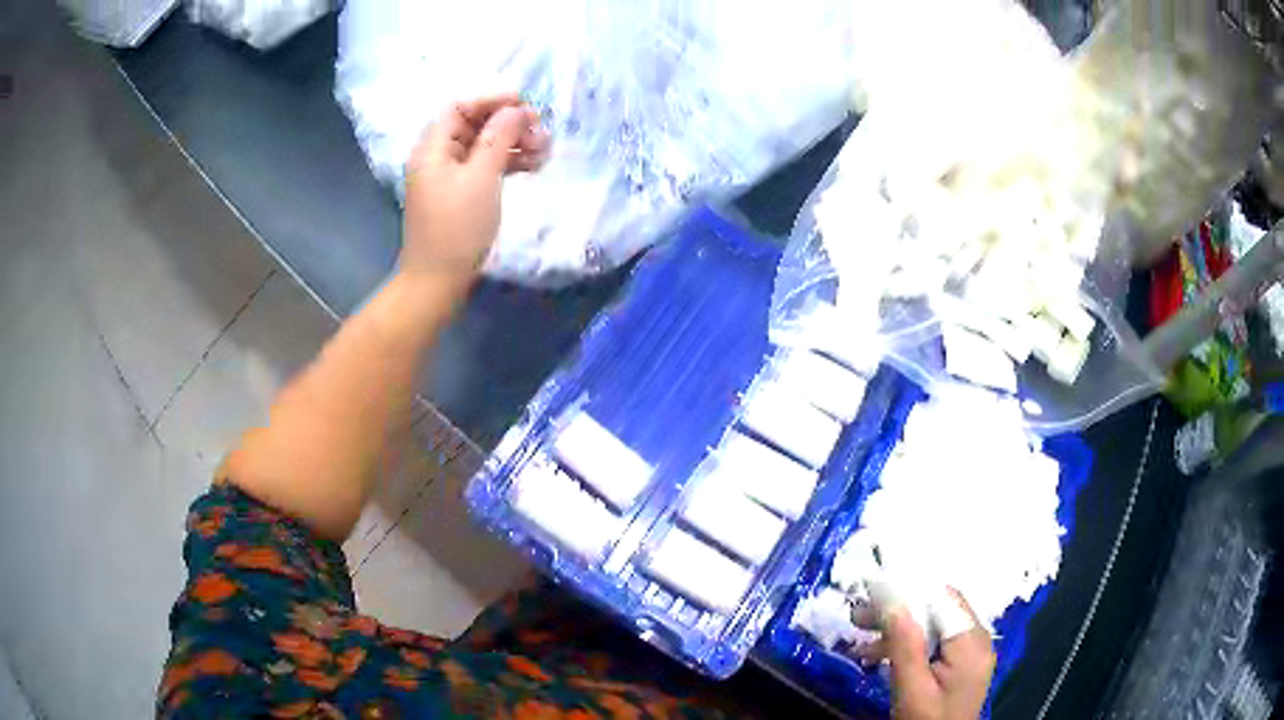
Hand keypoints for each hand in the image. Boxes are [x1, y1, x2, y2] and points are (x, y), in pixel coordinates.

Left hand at [399, 94, 549, 297]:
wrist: (437, 281)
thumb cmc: (457, 227)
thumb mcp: (481, 178)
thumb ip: (499, 138)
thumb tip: (515, 109)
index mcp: (433, 148)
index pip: (459, 108)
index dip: (491, 101)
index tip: (524, 105)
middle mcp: (437, 157)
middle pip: (473, 125)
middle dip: (508, 123)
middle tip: (540, 131)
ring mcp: (448, 177)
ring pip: (482, 147)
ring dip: (513, 144)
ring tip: (545, 150)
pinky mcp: (459, 195)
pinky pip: (484, 168)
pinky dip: (506, 163)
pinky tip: (533, 166)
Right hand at [858, 591, 995, 719]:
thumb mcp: (911, 690)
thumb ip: (905, 647)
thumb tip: (892, 603)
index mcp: (971, 644)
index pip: (943, 601)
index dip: (909, 591)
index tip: (871, 591)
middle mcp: (977, 640)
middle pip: (938, 610)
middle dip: (899, 609)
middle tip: (858, 615)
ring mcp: (970, 651)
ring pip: (934, 624)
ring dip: (899, 626)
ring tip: (861, 631)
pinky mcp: (960, 663)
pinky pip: (935, 640)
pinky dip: (908, 642)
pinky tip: (879, 651)